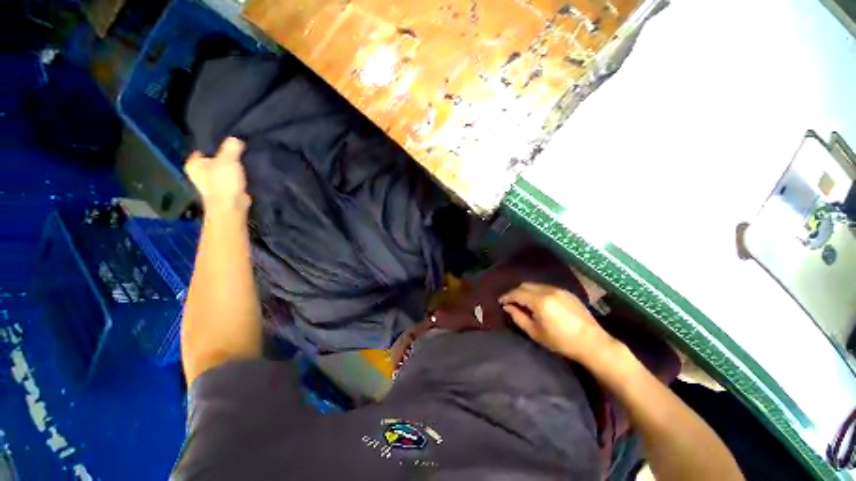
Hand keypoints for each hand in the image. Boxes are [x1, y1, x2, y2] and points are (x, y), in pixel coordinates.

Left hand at [185, 137, 249, 213]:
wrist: (231, 206)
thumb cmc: (223, 181)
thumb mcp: (228, 159)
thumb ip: (231, 147)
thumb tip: (235, 139)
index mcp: (194, 165)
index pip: (201, 151)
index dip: (211, 147)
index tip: (224, 143)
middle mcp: (199, 175)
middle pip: (212, 162)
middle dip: (222, 158)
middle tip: (236, 152)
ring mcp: (212, 186)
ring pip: (222, 172)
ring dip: (230, 169)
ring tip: (244, 162)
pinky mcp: (225, 193)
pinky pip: (231, 181)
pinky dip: (237, 178)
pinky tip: (246, 175)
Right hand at [500, 283, 618, 364]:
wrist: (592, 342)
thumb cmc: (561, 341)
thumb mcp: (535, 332)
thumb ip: (518, 317)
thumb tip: (507, 307)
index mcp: (539, 301)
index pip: (517, 293)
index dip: (506, 297)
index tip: (501, 302)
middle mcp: (548, 290)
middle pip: (525, 285)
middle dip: (515, 292)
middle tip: (511, 302)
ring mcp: (559, 290)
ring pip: (535, 285)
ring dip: (526, 291)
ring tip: (524, 302)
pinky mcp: (567, 292)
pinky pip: (546, 287)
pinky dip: (537, 292)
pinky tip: (539, 302)